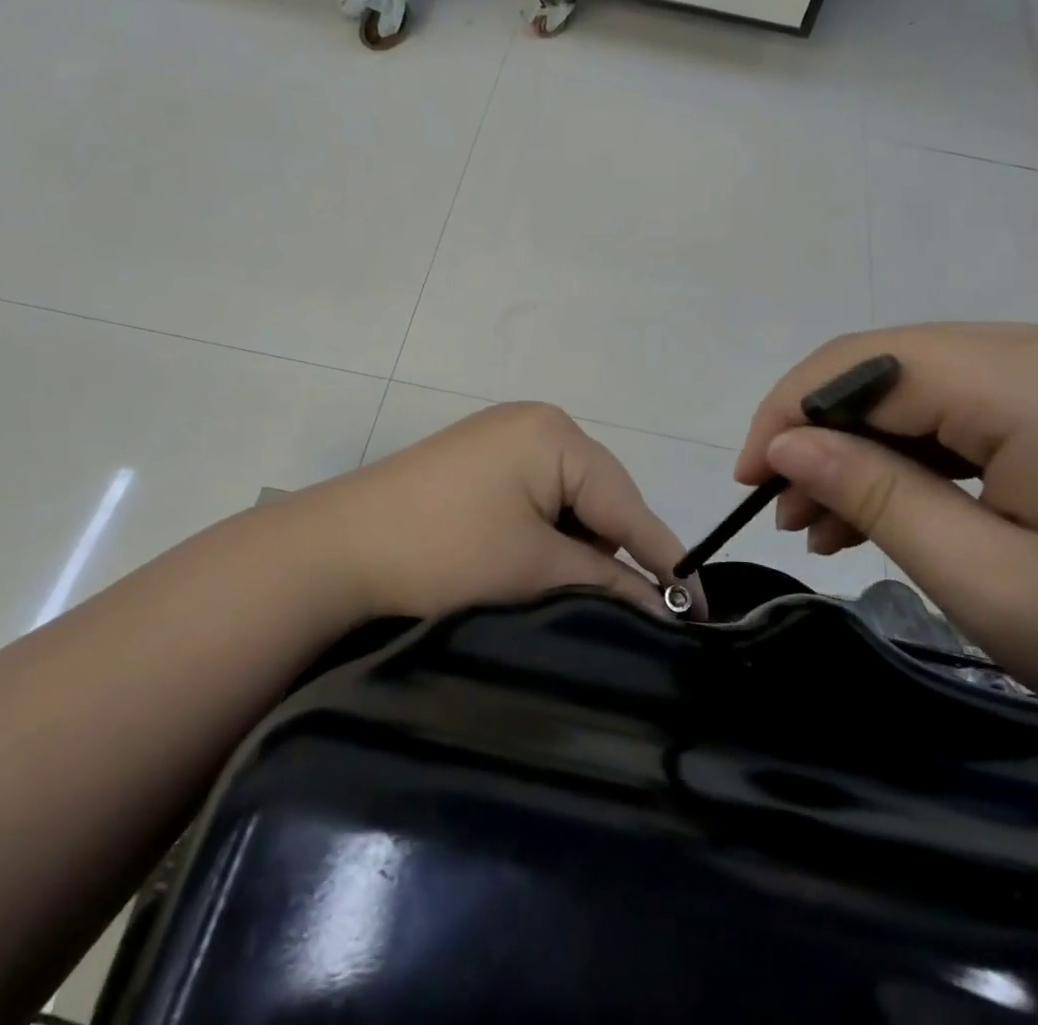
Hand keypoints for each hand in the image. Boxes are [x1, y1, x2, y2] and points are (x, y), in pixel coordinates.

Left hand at [287, 402, 699, 623]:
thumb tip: (668, 608)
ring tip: (560, 592)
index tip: (702, 612)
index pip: (628, 504)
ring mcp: (504, 438)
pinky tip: (529, 567)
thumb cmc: (444, 553)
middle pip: (602, 498)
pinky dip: (544, 534)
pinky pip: (537, 497)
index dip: (667, 560)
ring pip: (570, 501)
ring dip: (576, 547)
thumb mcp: (534, 572)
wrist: (334, 550)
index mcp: (556, 435)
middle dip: (614, 553)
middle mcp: (536, 423)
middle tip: (626, 613)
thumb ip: (608, 585)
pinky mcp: (480, 460)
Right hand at [737, 323, 1037, 774]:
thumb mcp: (992, 585)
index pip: (867, 365)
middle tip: (787, 509)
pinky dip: (926, 452)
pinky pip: (978, 407)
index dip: (790, 411)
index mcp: (1029, 379)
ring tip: (828, 522)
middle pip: (894, 367)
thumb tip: (788, 444)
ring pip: (930, 386)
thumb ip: (876, 498)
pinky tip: (900, 506)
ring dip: (872, 446)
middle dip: (825, 432)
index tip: (751, 479)